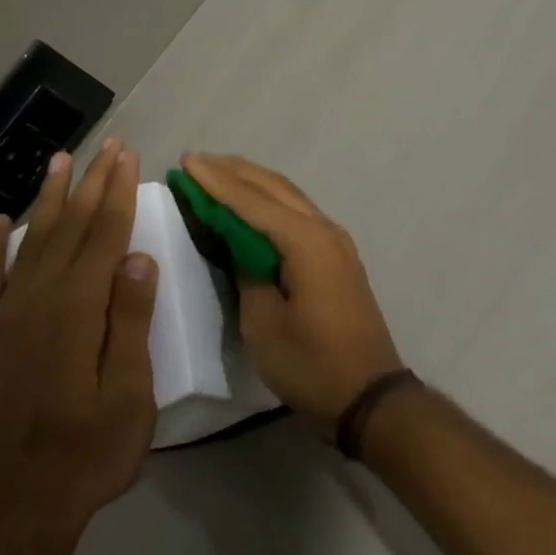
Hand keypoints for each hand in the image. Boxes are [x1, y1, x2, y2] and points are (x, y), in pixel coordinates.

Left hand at [0, 139, 157, 543]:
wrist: (17, 507)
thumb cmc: (89, 453)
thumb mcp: (129, 393)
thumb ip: (131, 321)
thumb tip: (139, 256)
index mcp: (78, 309)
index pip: (105, 235)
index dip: (119, 192)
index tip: (129, 156)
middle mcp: (38, 300)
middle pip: (70, 228)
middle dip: (91, 183)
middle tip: (107, 144)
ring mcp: (6, 318)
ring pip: (29, 242)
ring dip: (47, 199)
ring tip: (58, 161)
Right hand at [182, 154, 401, 434]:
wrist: (369, 393)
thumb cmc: (311, 363)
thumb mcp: (263, 324)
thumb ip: (246, 273)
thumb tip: (237, 243)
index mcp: (305, 241)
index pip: (251, 201)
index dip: (216, 182)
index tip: (186, 161)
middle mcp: (324, 229)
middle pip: (274, 187)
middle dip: (234, 171)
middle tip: (197, 160)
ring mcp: (335, 240)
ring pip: (289, 195)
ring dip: (253, 181)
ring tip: (218, 171)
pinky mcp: (337, 255)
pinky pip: (298, 212)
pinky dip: (270, 201)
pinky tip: (252, 203)